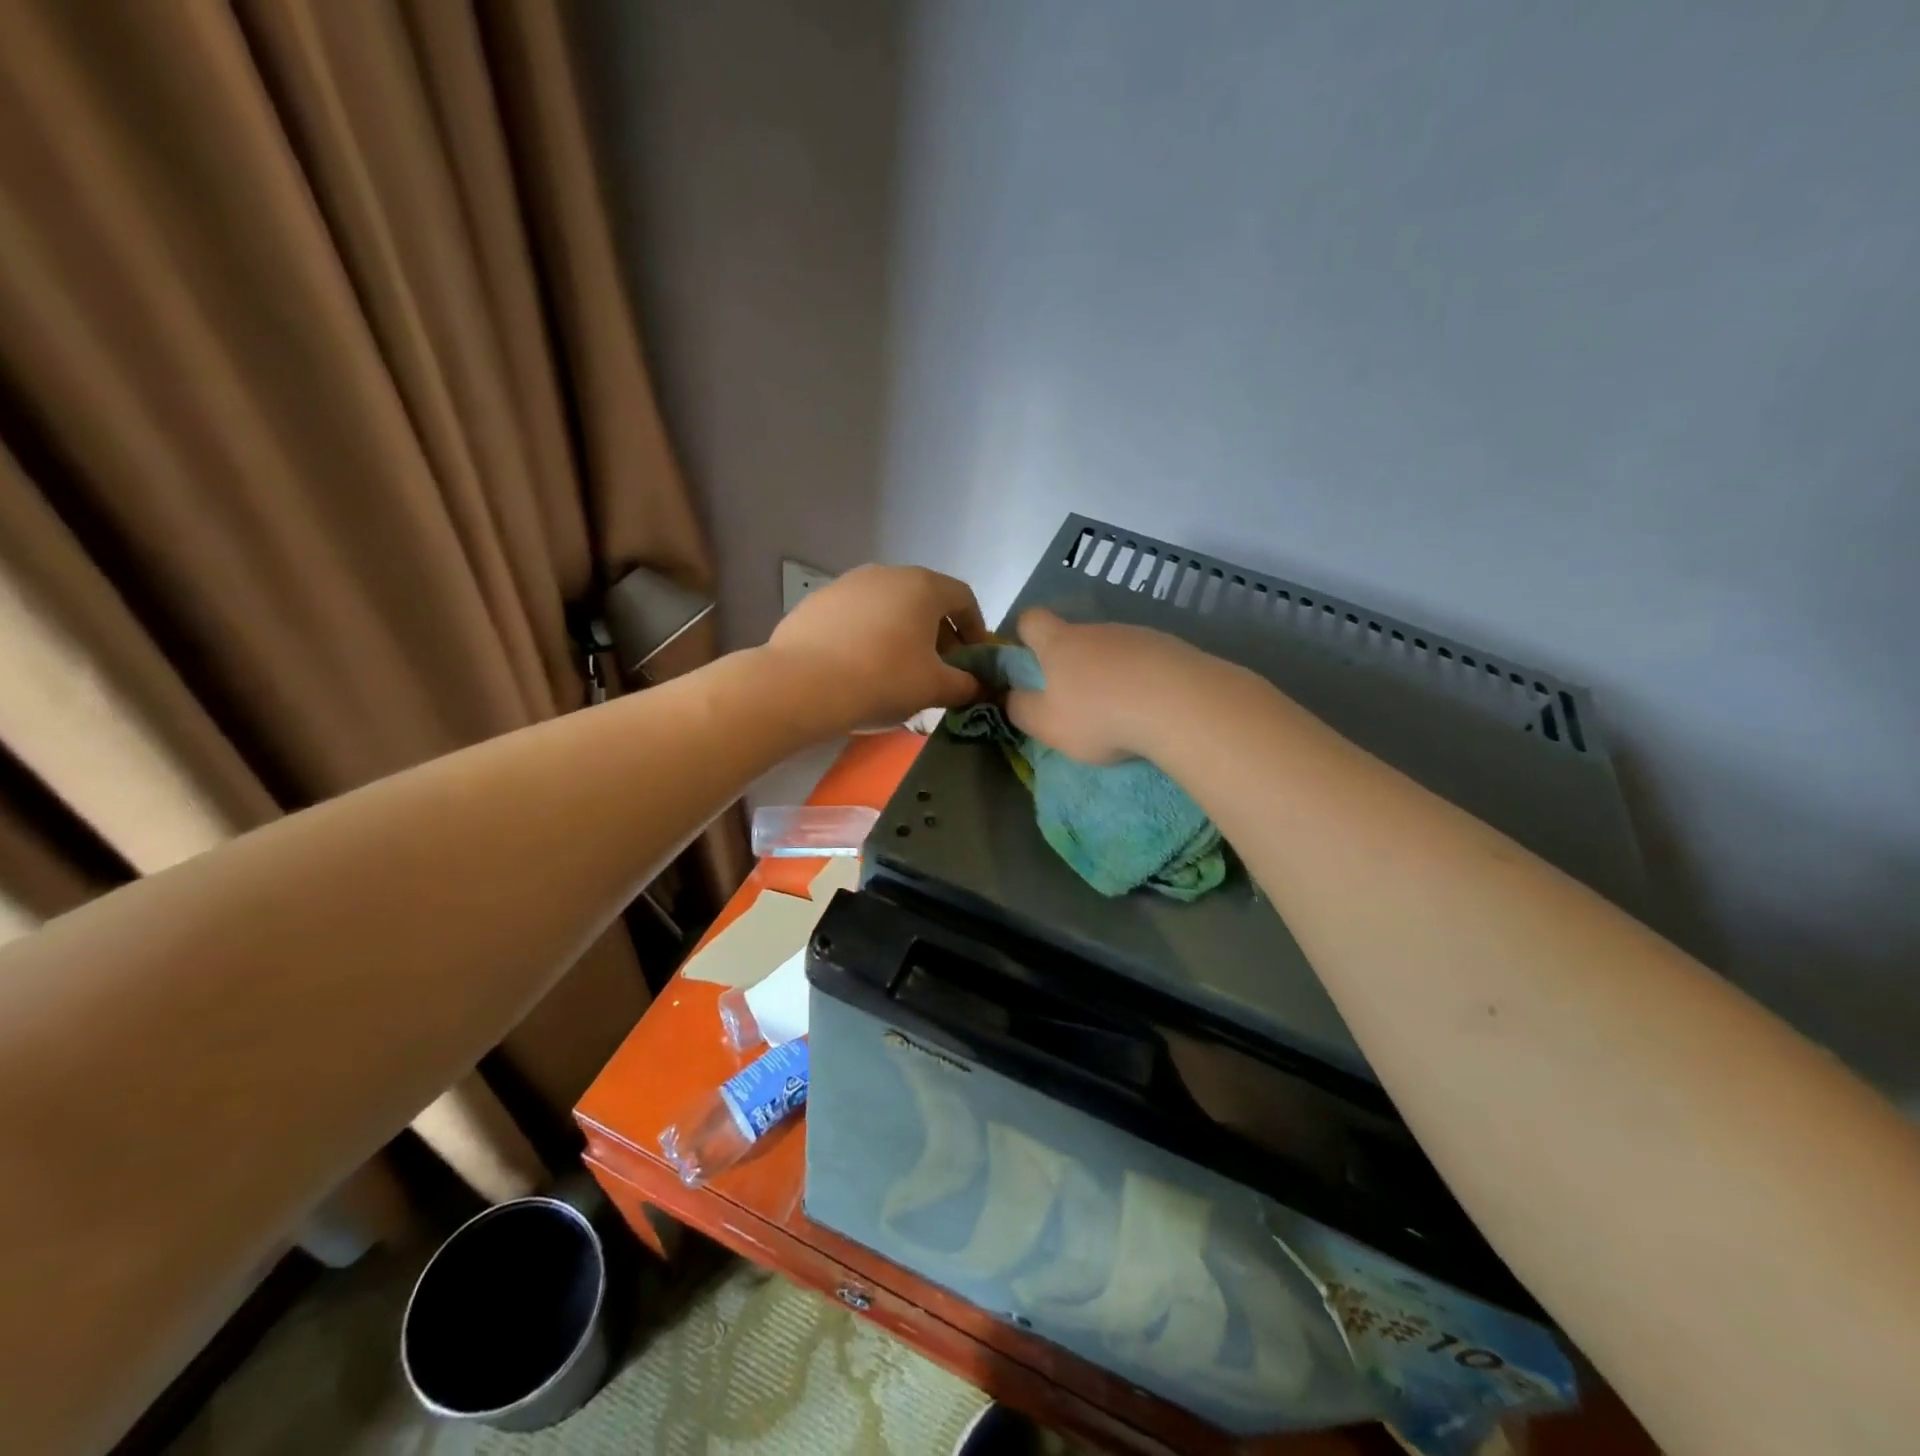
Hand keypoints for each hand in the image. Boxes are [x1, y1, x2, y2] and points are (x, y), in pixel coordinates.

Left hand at [766, 565, 987, 730]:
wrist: (802, 684)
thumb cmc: (882, 678)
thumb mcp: (934, 687)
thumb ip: (965, 685)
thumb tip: (977, 686)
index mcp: (923, 586)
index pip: (963, 598)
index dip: (976, 628)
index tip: (975, 658)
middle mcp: (887, 574)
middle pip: (925, 600)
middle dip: (939, 633)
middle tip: (940, 668)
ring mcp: (848, 584)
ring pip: (889, 606)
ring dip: (903, 632)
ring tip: (899, 668)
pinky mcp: (818, 601)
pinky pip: (857, 616)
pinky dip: (869, 635)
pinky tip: (860, 665)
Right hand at [1005, 608, 1203, 762]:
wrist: (1181, 705)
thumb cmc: (1100, 715)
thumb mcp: (1047, 724)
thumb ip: (1021, 709)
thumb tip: (1010, 697)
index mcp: (1060, 643)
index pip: (1031, 619)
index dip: (1023, 635)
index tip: (1026, 661)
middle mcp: (1098, 630)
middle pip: (1076, 637)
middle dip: (1072, 665)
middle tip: (1076, 704)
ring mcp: (1139, 635)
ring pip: (1114, 651)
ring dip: (1111, 674)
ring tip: (1121, 712)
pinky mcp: (1174, 649)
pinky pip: (1148, 662)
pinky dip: (1144, 681)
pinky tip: (1152, 709)